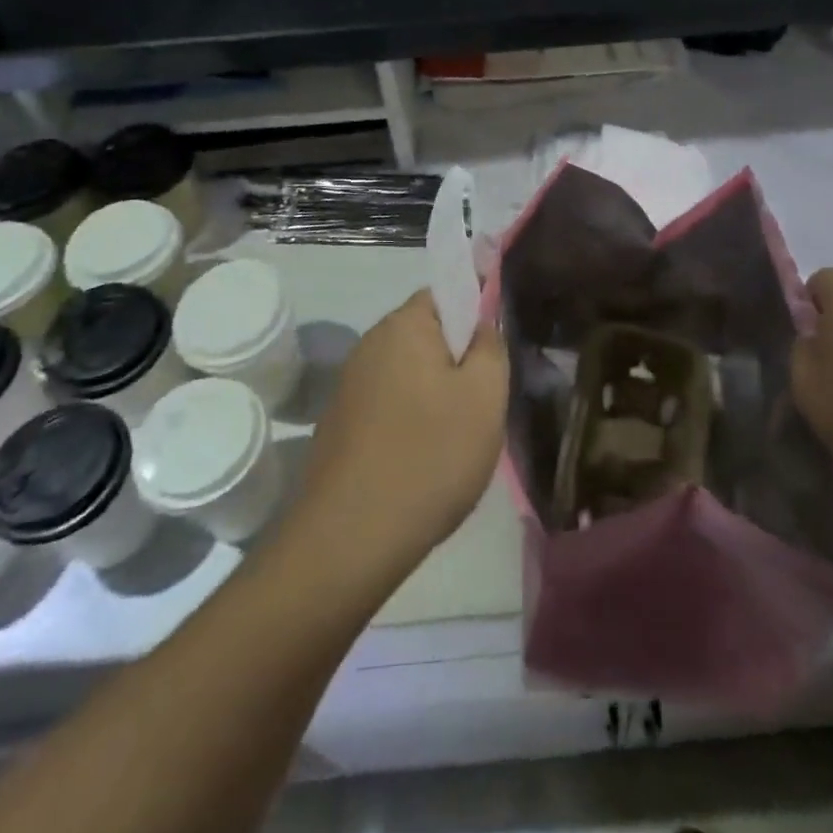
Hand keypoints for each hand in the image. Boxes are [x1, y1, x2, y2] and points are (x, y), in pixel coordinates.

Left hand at [299, 291, 508, 579]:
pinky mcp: (339, 423)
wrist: (350, 538)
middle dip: (456, 361)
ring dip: (435, 395)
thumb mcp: (485, 396)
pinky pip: (388, 405)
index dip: (474, 315)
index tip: (493, 355)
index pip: (445, 294)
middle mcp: (369, 345)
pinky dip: (410, 421)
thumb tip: (480, 326)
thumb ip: (491, 347)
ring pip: (409, 374)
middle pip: (426, 336)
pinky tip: (422, 462)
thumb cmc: (430, 455)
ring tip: (456, 440)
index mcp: (403, 325)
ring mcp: (349, 385)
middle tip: (482, 403)